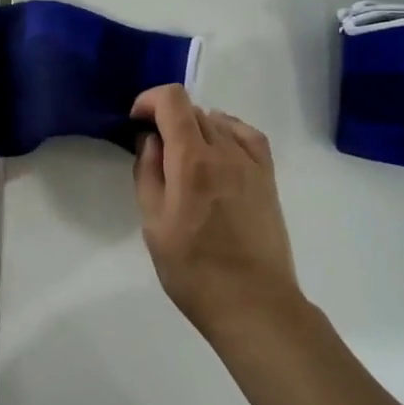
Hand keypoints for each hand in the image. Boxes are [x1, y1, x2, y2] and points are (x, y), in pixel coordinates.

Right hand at [131, 85, 303, 336]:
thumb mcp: (154, 224)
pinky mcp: (267, 177)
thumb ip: (148, 173)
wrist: (253, 304)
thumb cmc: (193, 270)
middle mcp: (225, 152)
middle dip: (167, 118)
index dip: (149, 100)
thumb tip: (150, 139)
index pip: (173, 101)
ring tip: (183, 158)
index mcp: (192, 161)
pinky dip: (226, 132)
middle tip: (154, 149)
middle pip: (193, 110)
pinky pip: (246, 135)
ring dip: (194, 128)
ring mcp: (251, 163)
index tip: (136, 122)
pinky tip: (217, 150)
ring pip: (218, 121)